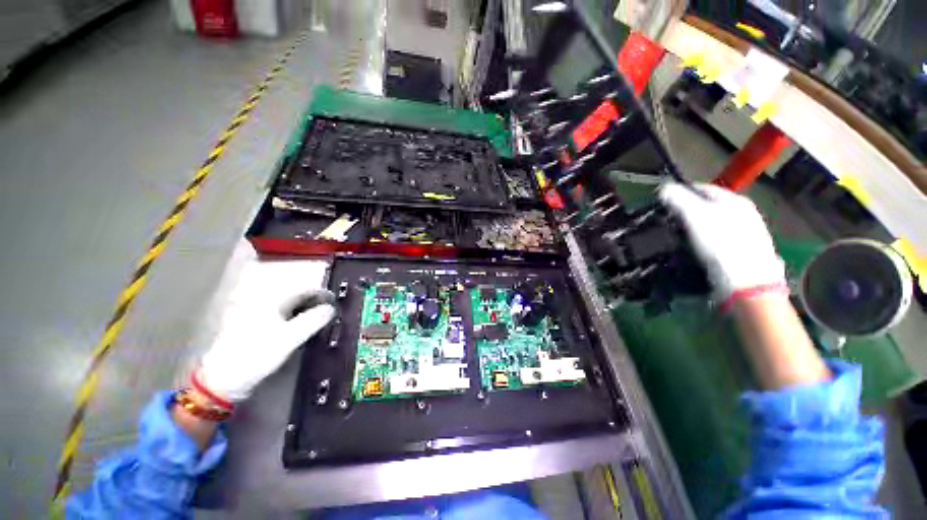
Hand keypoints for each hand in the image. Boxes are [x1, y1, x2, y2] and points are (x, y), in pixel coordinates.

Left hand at [197, 262, 335, 401]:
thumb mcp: (290, 338)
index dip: (322, 294)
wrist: (224, 379)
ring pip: (288, 306)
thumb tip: (331, 308)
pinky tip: (300, 328)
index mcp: (271, 300)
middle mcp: (263, 302)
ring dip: (305, 310)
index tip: (335, 302)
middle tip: (329, 312)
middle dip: (314, 302)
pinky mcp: (254, 326)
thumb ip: (313, 320)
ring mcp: (257, 314)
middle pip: (295, 296)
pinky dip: (294, 318)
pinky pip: (280, 315)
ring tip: (318, 320)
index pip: (303, 290)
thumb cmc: (257, 355)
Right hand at [659, 183, 785, 300]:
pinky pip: (716, 239)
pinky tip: (695, 249)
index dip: (681, 192)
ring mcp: (745, 233)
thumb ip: (679, 199)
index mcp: (734, 200)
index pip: (702, 188)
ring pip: (712, 223)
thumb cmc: (720, 244)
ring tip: (678, 236)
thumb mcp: (695, 216)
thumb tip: (664, 188)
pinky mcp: (741, 251)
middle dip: (688, 211)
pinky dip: (703, 240)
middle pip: (708, 206)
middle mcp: (743, 213)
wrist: (746, 281)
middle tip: (669, 220)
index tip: (663, 202)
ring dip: (695, 227)